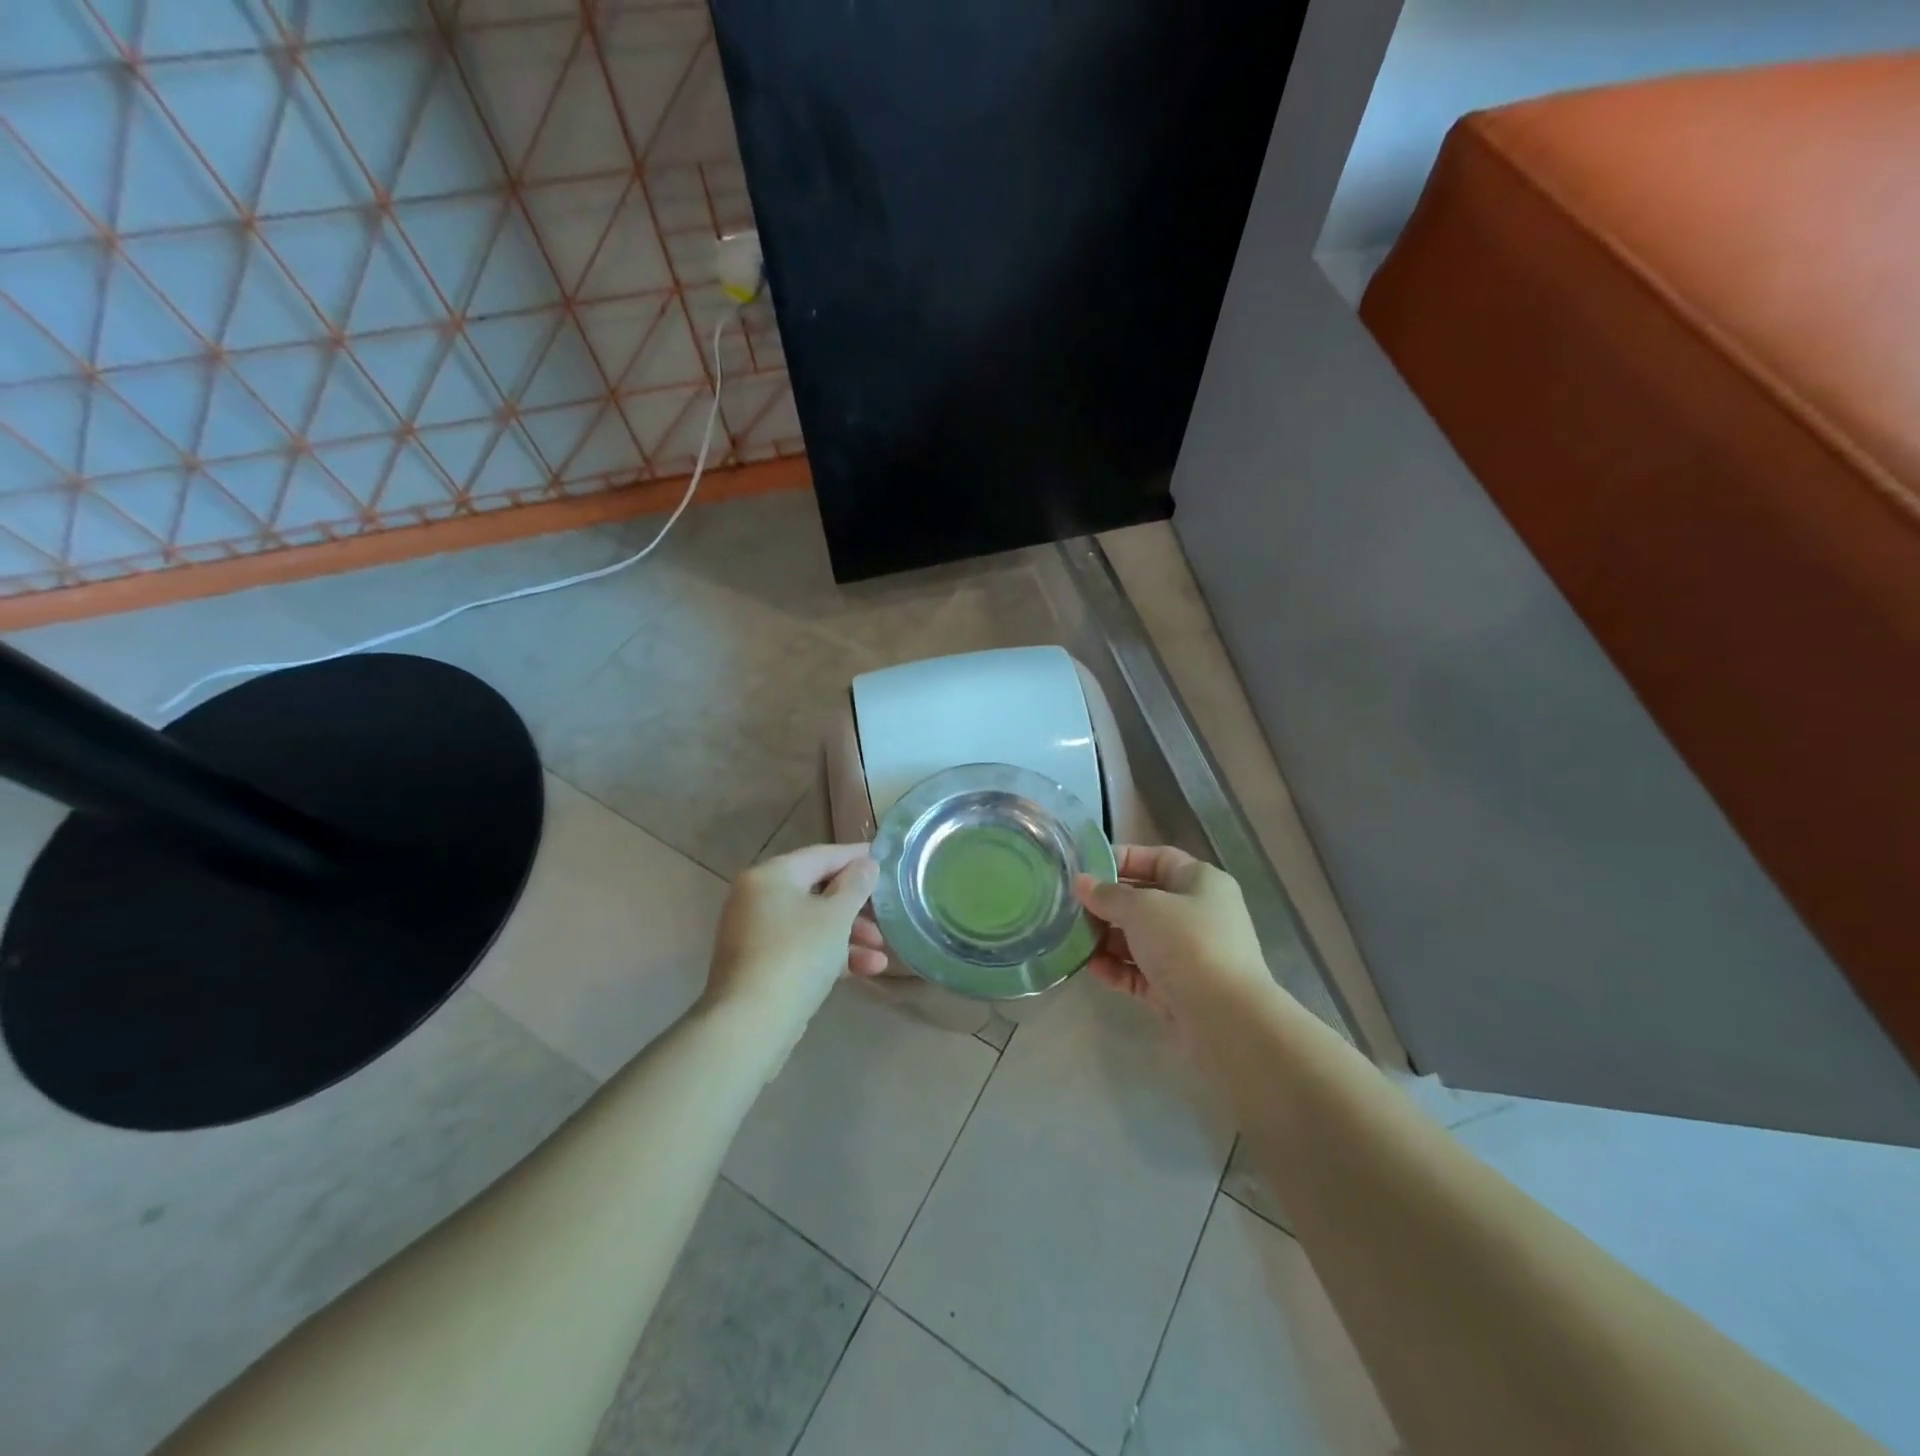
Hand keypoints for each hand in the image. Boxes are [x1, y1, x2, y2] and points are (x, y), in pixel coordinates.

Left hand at [704, 844, 886, 1036]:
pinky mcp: (759, 966)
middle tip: (886, 914)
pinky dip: (830, 954)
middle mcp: (757, 897)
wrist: (750, 1025)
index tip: (886, 859)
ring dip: (849, 935)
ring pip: (811, 923)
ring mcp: (755, 934)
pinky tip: (867, 970)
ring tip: (882, 953)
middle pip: (816, 891)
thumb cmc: (797, 955)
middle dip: (855, 906)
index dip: (856, 856)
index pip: (821, 855)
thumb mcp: (836, 916)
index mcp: (770, 875)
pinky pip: (801, 948)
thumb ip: (856, 885)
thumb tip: (867, 864)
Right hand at [1074, 845, 1272, 1021]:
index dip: (1124, 859)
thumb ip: (1108, 895)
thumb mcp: (1141, 908)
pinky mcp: (1179, 989)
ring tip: (1074, 938)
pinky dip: (1118, 968)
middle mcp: (1199, 914)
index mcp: (1201, 882)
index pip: (1159, 859)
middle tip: (1072, 907)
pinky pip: (1142, 972)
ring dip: (1108, 938)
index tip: (1087, 868)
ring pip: (1142, 939)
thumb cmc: (1186, 943)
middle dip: (1109, 904)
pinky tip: (1090, 968)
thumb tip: (1081, 883)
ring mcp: (1190, 954)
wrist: (1225, 1017)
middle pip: (1147, 900)